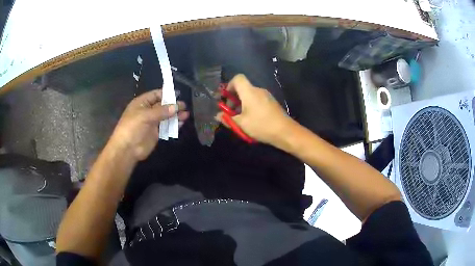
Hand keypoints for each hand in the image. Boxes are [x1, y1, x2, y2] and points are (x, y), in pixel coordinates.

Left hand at [109, 89, 188, 160]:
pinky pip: (166, 127)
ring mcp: (152, 122)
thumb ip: (161, 111)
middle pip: (163, 105)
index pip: (156, 94)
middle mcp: (148, 111)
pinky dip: (174, 125)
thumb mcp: (145, 116)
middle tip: (185, 106)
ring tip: (186, 115)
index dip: (166, 94)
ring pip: (166, 116)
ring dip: (175, 115)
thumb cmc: (133, 127)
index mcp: (142, 103)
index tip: (178, 95)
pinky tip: (181, 123)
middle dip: (173, 105)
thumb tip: (176, 106)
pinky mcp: (156, 133)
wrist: (127, 149)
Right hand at [215, 74, 292, 144]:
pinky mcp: (272, 102)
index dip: (229, 85)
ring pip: (250, 95)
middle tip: (231, 112)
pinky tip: (252, 119)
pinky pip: (257, 99)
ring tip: (241, 118)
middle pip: (243, 87)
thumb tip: (217, 115)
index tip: (226, 98)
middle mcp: (258, 90)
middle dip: (234, 98)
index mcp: (249, 92)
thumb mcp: (241, 124)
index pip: (238, 78)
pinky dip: (251, 106)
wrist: (285, 132)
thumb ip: (227, 118)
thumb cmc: (261, 125)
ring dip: (242, 103)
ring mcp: (267, 96)